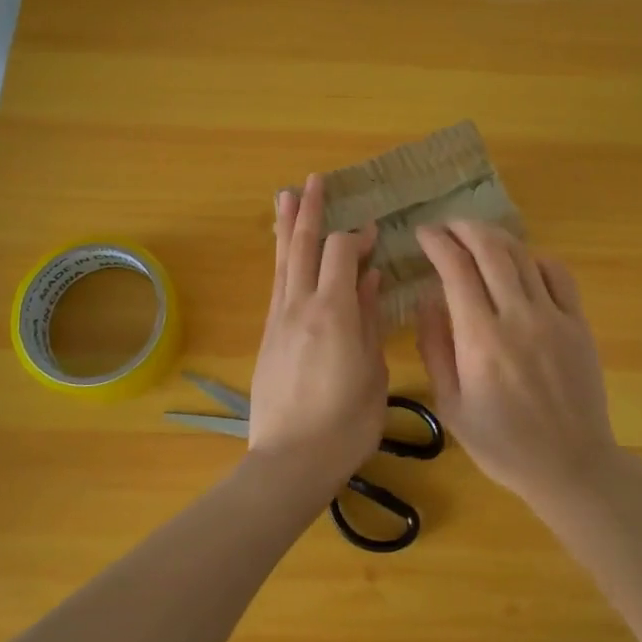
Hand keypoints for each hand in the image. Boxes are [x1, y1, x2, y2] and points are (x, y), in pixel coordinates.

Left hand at [247, 174, 387, 486]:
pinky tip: (285, 252)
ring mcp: (279, 319)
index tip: (374, 233)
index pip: (341, 252)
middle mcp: (300, 306)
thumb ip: (368, 320)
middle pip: (303, 245)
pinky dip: (282, 259)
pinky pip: (276, 284)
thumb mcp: (372, 372)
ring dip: (287, 226)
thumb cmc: (345, 424)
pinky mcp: (268, 335)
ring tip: (286, 196)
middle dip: (311, 210)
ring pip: (283, 261)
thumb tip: (369, 279)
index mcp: (333, 311)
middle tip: (314, 180)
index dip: (357, 236)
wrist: (289, 461)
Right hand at [414, 221, 620, 508]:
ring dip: (495, 237)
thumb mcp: (451, 406)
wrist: (570, 465)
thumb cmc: (502, 443)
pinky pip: (557, 274)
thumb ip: (435, 347)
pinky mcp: (578, 323)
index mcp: (480, 339)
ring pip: (522, 255)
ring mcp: (553, 317)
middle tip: (447, 226)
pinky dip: (533, 259)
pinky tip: (520, 265)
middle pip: (490, 249)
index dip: (437, 243)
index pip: (456, 269)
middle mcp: (517, 317)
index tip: (423, 234)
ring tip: (476, 236)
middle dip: (464, 228)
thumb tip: (427, 298)